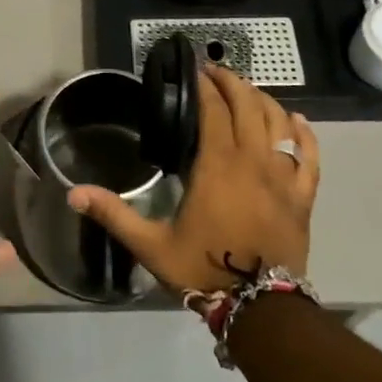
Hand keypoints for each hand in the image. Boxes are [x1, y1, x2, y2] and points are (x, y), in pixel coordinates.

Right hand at [67, 64, 317, 294]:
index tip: (193, 69)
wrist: (261, 312)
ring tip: (246, 89)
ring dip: (262, 99)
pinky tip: (296, 119)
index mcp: (217, 165)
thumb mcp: (151, 245)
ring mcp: (283, 177)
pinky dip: (304, 133)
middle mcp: (253, 161)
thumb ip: (113, 213)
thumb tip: (72, 193)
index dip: (204, 85)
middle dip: (231, 82)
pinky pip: (309, 156)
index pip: (213, 110)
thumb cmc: (204, 270)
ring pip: (278, 122)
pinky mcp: (303, 197)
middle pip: (247, 105)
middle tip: (215, 71)